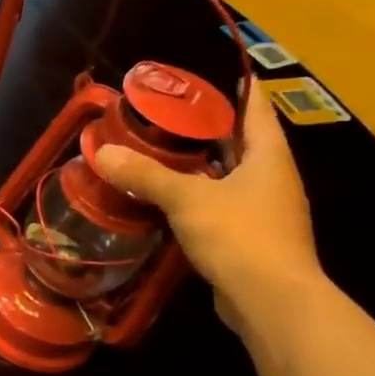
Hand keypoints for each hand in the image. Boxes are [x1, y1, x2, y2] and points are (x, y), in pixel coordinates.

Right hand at [93, 82, 321, 332]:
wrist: (272, 302)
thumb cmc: (240, 236)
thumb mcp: (187, 199)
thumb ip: (145, 175)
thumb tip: (102, 152)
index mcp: (269, 157)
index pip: (255, 108)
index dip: (237, 87)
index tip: (208, 73)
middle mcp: (273, 179)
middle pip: (241, 142)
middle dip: (207, 129)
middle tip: (167, 114)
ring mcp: (265, 211)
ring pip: (228, 176)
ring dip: (199, 166)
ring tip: (159, 153)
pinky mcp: (250, 239)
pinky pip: (221, 206)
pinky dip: (197, 198)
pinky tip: (167, 200)